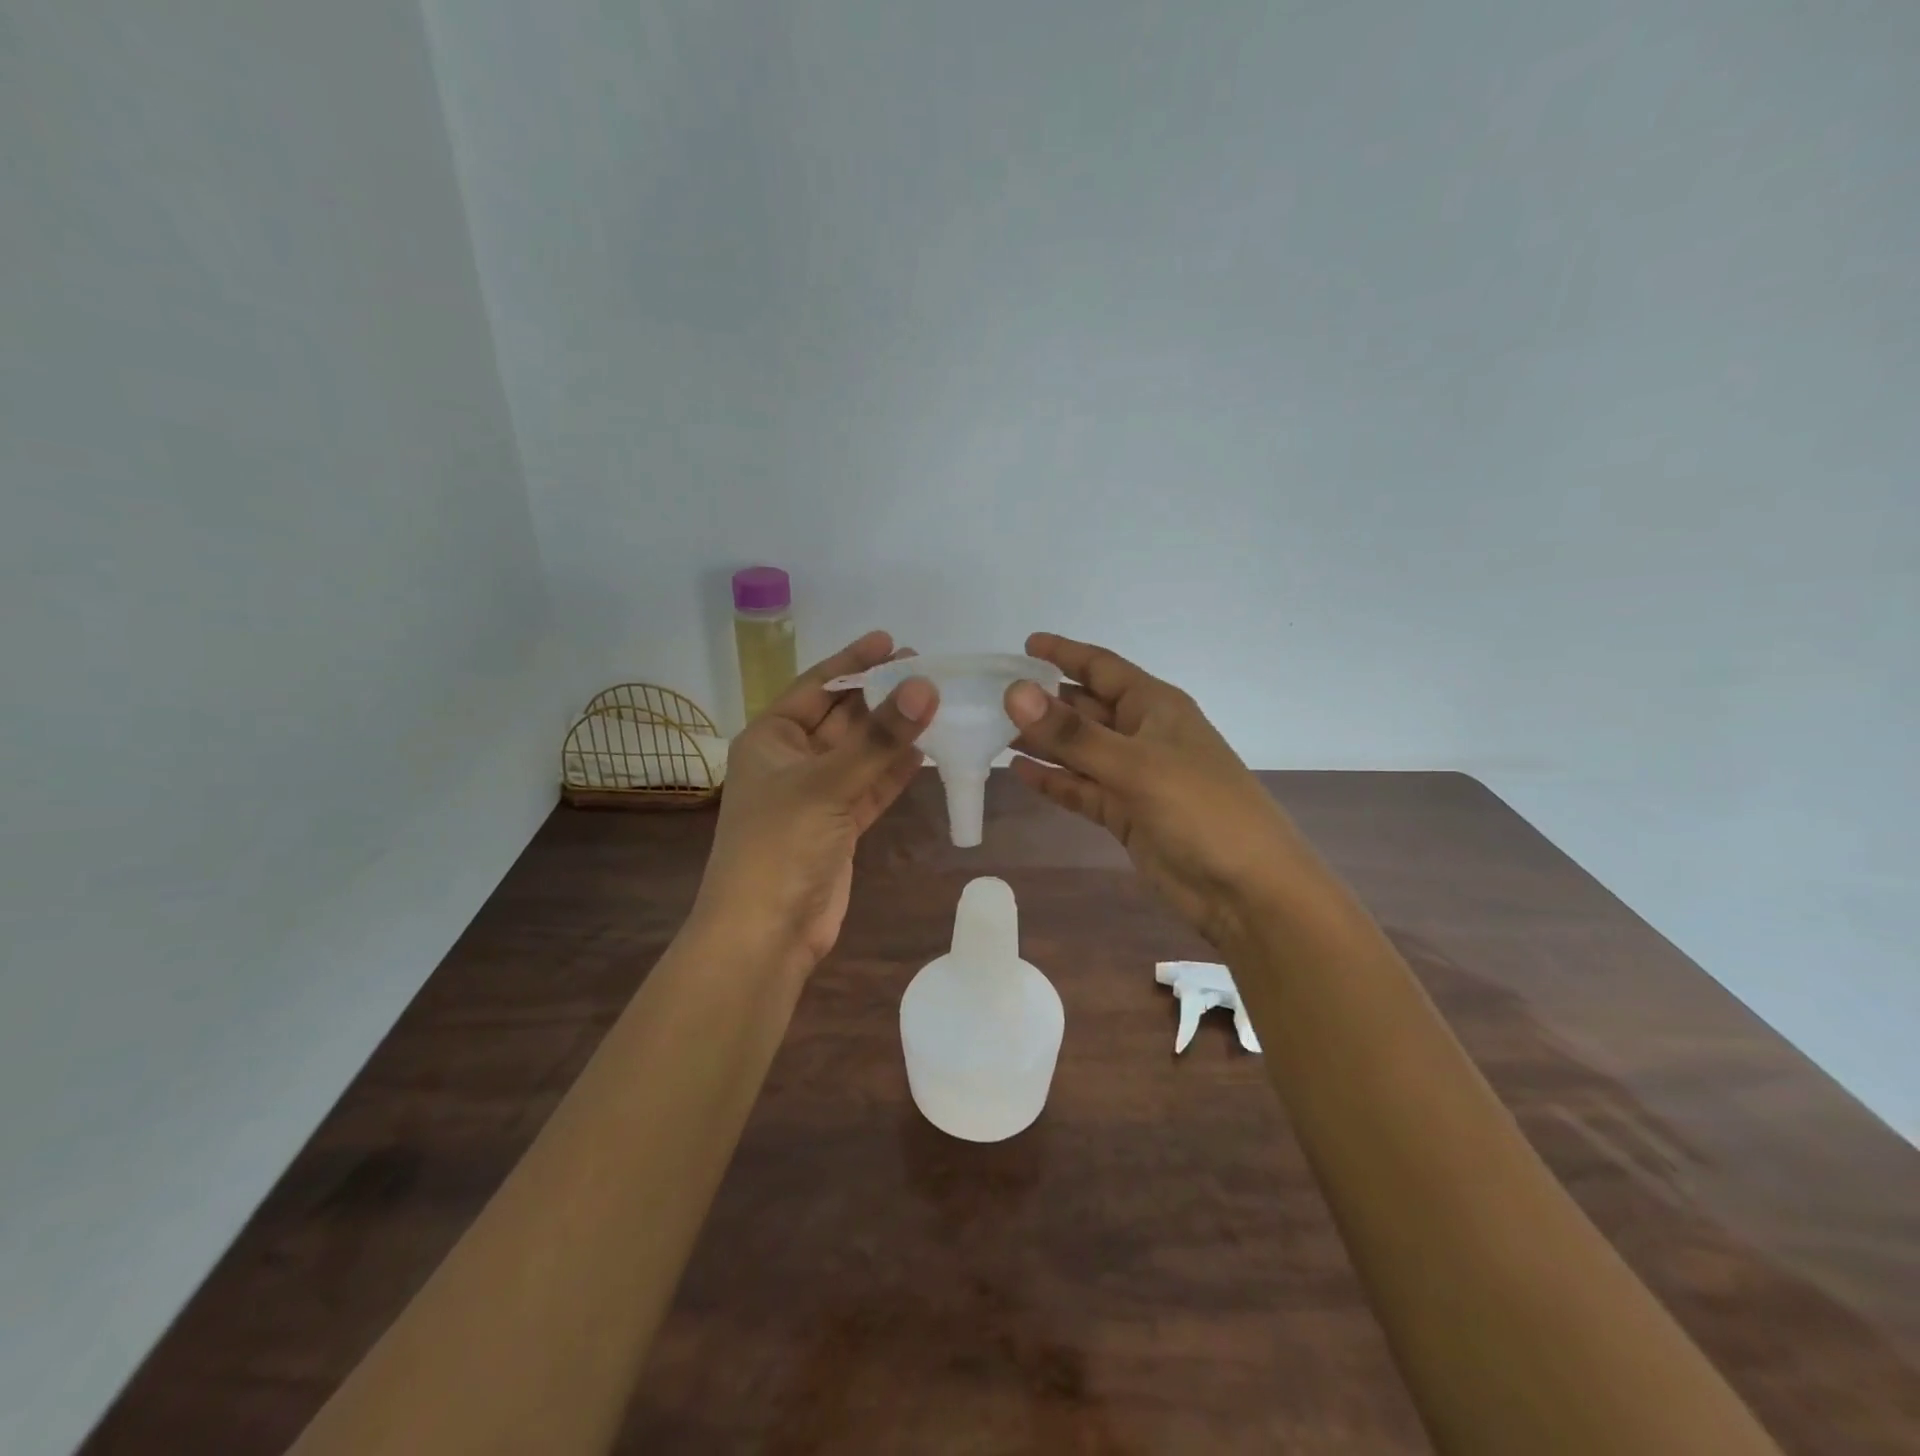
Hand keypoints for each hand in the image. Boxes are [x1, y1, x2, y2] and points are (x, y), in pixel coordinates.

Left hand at [692, 631, 936, 976]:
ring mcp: (817, 796)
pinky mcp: (839, 827)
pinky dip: (895, 771)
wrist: (766, 933)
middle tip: (927, 669)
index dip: (852, 663)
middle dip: (880, 696)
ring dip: (893, 732)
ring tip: (936, 702)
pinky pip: (871, 787)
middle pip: (842, 718)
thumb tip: (926, 686)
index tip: (891, 640)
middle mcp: (792, 761)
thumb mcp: (826, 784)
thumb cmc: (779, 846)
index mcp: (770, 739)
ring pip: (861, 753)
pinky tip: (927, 751)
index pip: (816, 688)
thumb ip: (879, 738)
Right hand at [1005, 632, 1317, 950]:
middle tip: (993, 696)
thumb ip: (1072, 733)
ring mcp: (1134, 776)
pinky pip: (1081, 788)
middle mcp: (1142, 734)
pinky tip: (1018, 773)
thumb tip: (1015, 692)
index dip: (1065, 654)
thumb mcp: (1133, 764)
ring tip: (994, 733)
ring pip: (1079, 751)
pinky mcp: (1125, 814)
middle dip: (1045, 702)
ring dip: (1043, 742)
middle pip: (1086, 708)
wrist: (1246, 888)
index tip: (1024, 644)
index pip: (1102, 668)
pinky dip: (1053, 781)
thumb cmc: (1199, 809)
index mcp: (1155, 707)